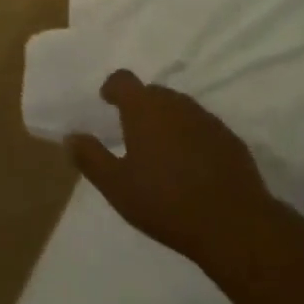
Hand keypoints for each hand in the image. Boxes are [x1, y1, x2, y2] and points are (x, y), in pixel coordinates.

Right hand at [66, 70, 278, 271]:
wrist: (233, 224)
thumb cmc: (166, 202)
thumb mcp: (117, 186)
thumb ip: (91, 158)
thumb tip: (70, 137)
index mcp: (144, 108)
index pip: (123, 80)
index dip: (113, 88)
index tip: (107, 102)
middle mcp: (175, 103)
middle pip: (152, 93)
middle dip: (140, 107)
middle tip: (133, 135)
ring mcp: (206, 118)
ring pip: (179, 109)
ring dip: (167, 122)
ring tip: (161, 153)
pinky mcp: (229, 138)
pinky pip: (202, 128)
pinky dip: (192, 138)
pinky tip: (192, 167)